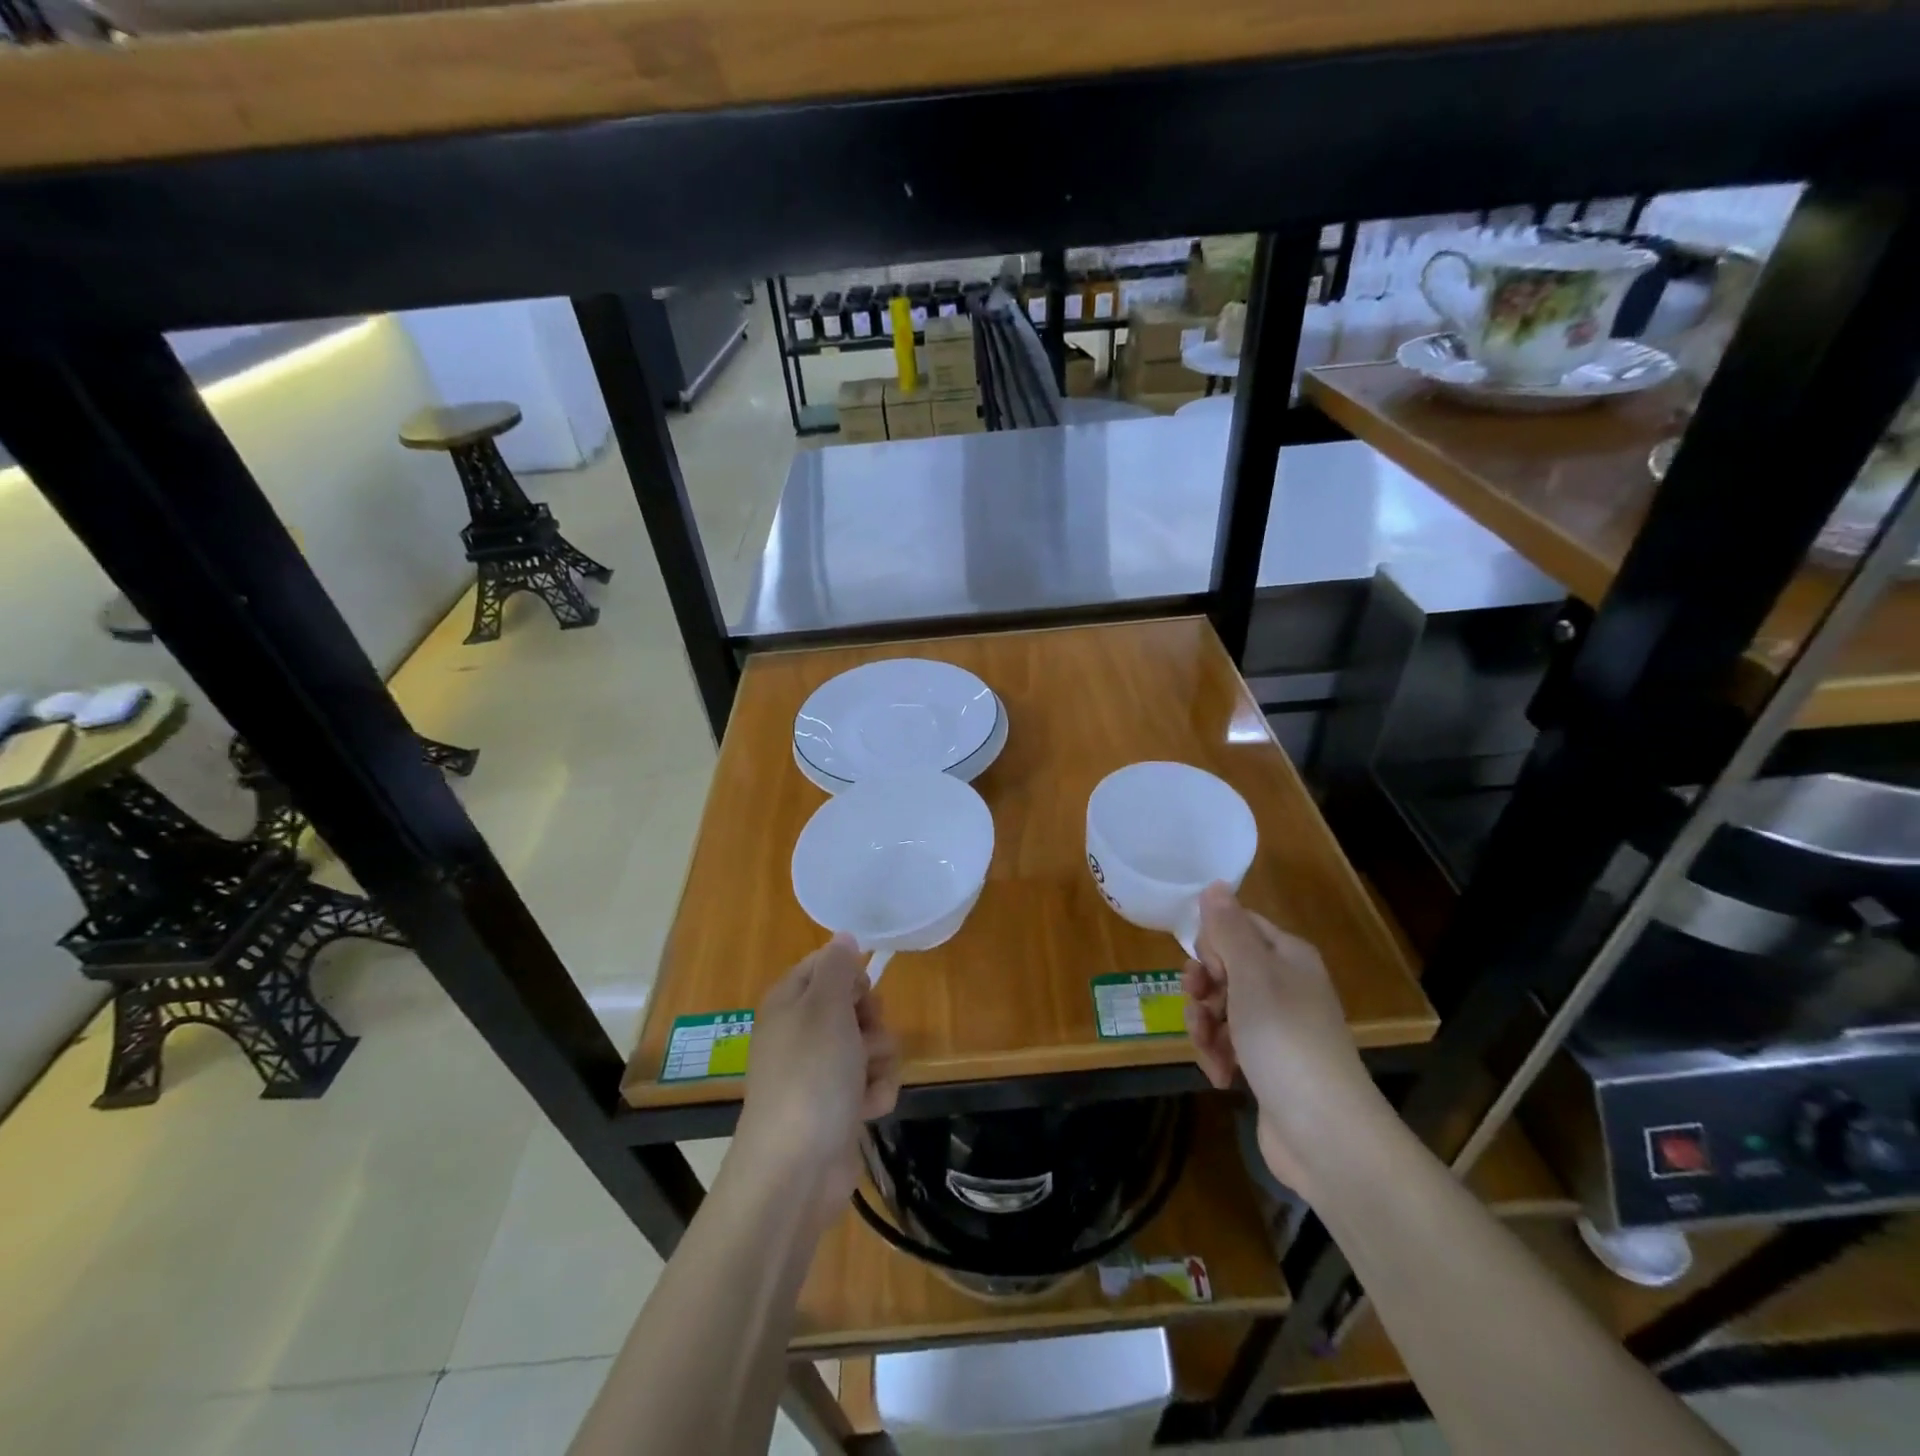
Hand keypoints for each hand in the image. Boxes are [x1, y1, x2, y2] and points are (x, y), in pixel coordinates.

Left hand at [731, 934, 900, 1227]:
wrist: (797, 1168)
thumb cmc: (811, 1075)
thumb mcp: (825, 1006)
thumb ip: (837, 967)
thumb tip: (842, 937)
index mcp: (790, 1001)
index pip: (827, 964)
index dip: (852, 975)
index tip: (860, 993)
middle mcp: (804, 1031)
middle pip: (857, 1003)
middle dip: (872, 1021)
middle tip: (861, 1039)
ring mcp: (822, 1071)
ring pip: (873, 1043)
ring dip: (879, 1061)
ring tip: (864, 1082)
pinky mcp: (840, 1105)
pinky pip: (873, 1081)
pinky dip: (876, 1092)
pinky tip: (866, 1109)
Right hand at [1182, 884, 1377, 1190]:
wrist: (1326, 1134)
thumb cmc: (1285, 1040)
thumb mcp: (1252, 975)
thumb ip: (1229, 928)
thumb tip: (1215, 884)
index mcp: (1287, 957)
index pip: (1238, 925)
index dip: (1213, 942)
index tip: (1207, 967)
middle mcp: (1284, 986)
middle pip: (1224, 967)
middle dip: (1202, 987)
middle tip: (1199, 1004)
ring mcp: (1277, 1028)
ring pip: (1221, 1008)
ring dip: (1204, 1026)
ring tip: (1209, 1049)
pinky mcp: (1267, 1064)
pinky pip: (1229, 1044)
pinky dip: (1218, 1056)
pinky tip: (1221, 1076)